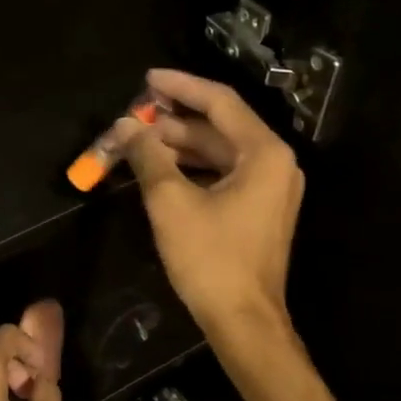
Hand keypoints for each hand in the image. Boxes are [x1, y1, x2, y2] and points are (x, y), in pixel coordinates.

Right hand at [111, 68, 304, 337]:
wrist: (243, 321)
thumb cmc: (210, 259)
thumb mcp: (171, 203)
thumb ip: (148, 157)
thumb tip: (125, 127)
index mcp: (264, 153)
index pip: (220, 103)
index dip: (181, 86)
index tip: (147, 78)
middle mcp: (275, 164)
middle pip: (221, 128)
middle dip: (175, 122)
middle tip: (134, 119)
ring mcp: (271, 190)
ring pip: (221, 154)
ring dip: (181, 148)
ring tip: (140, 144)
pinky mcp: (260, 212)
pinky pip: (225, 177)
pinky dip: (194, 171)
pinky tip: (162, 173)